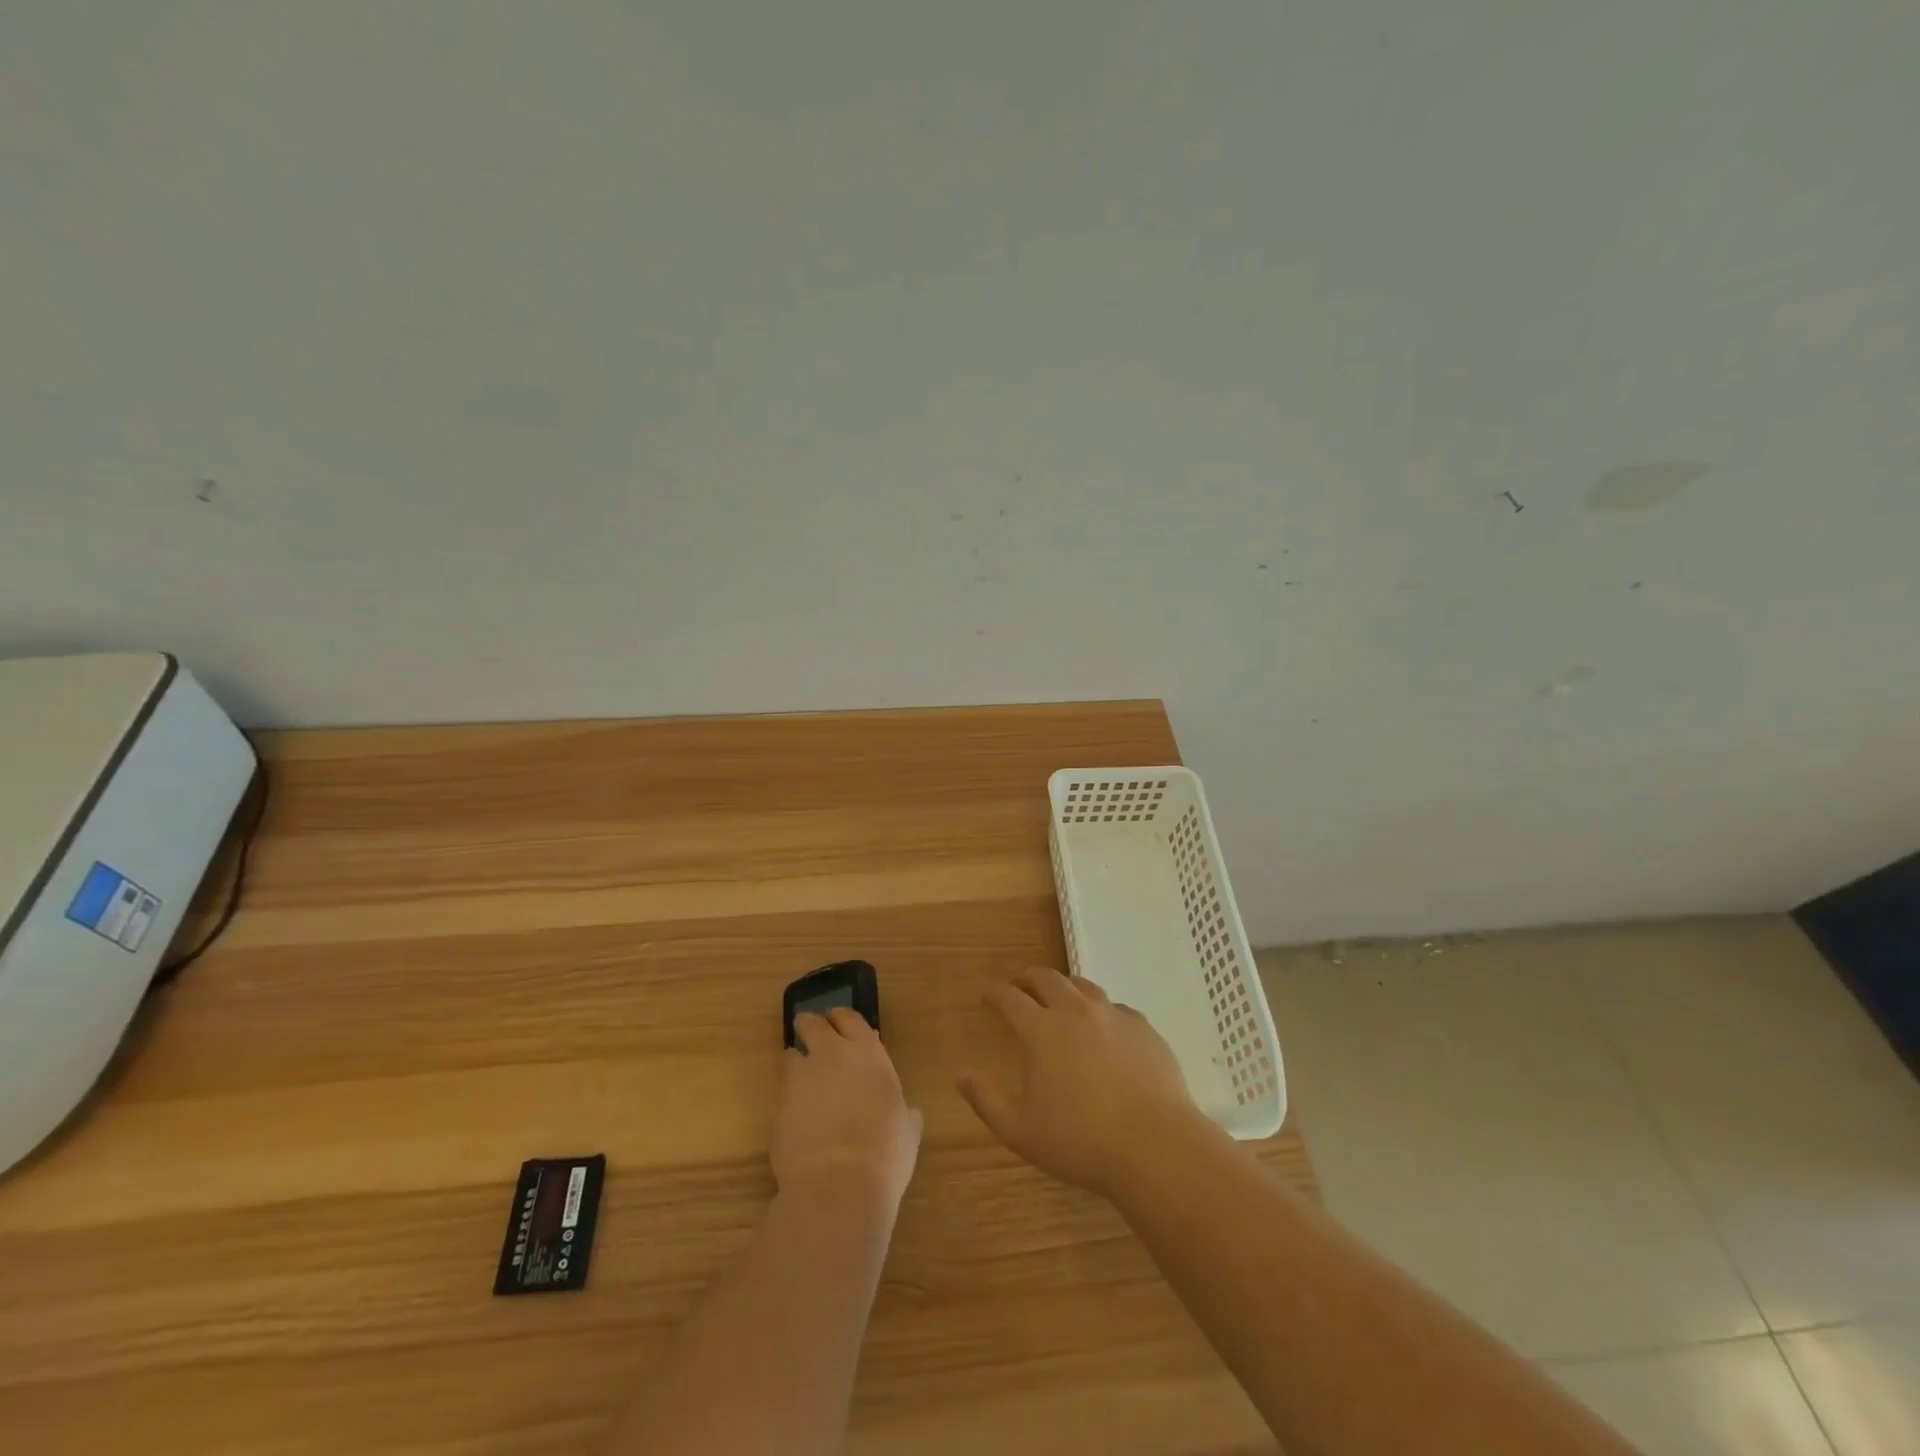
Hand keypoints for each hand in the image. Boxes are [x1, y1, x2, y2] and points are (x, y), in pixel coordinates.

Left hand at [773, 1009, 922, 1214]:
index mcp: (867, 1053)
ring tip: (804, 1087)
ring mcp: (799, 1079)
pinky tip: (799, 1123)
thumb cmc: (885, 1153)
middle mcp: (830, 1055)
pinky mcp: (777, 1106)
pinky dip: (789, 1102)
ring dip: (797, 1065)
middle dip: (811, 1027)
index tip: (840, 1026)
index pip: (848, 1018)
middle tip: (815, 1041)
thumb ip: (904, 1113)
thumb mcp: (907, 1130)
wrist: (838, 1187)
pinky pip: (782, 1094)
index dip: (842, 1021)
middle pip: (811, 1023)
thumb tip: (909, 1114)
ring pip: (790, 1056)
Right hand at [957, 968, 1207, 1197]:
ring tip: (1060, 1000)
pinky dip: (1101, 1011)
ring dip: (1065, 988)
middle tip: (1020, 987)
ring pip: (1083, 986)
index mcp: (1042, 1030)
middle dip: (1028, 979)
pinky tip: (1105, 1029)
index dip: (995, 994)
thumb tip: (961, 1075)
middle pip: (1047, 979)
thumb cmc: (1080, 1141)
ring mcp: (1113, 1016)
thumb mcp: (1020, 1130)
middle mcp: (1075, 1012)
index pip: (1010, 999)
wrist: (1154, 1145)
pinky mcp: (1143, 1028)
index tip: (987, 995)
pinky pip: (1116, 1008)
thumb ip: (986, 1099)